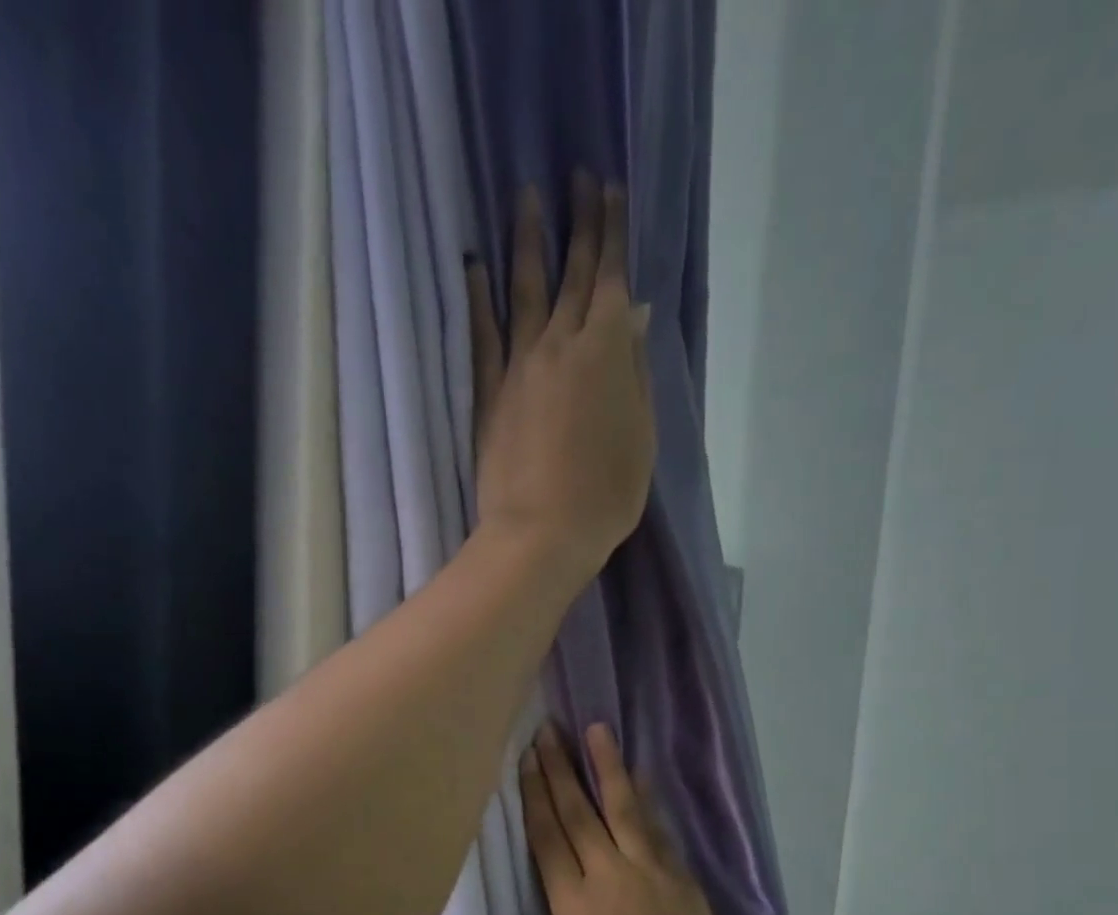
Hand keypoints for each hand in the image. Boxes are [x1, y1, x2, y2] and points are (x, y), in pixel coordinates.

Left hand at [466, 173, 654, 582]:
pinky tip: (476, 266)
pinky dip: (479, 298)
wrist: (542, 534)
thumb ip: (636, 371)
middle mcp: (561, 345)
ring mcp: (519, 366)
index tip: (610, 189)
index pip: (611, 278)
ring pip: (525, 291)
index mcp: (607, 352)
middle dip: (578, 222)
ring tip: (526, 198)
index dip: (612, 232)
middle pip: (571, 274)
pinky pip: (483, 335)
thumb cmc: (606, 494)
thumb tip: (632, 314)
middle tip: (576, 176)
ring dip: (528, 242)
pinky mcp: (489, 394)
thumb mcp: (642, 436)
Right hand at [521, 723, 753, 914]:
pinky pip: (656, 827)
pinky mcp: (679, 873)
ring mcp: (648, 870)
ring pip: (621, 807)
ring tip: (596, 731)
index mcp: (572, 907)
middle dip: (560, 769)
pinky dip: (644, 799)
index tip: (525, 762)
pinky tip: (638, 777)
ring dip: (606, 766)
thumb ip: (572, 910)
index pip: (546, 838)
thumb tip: (573, 874)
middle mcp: (607, 877)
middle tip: (548, 732)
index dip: (534, 797)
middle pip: (577, 813)